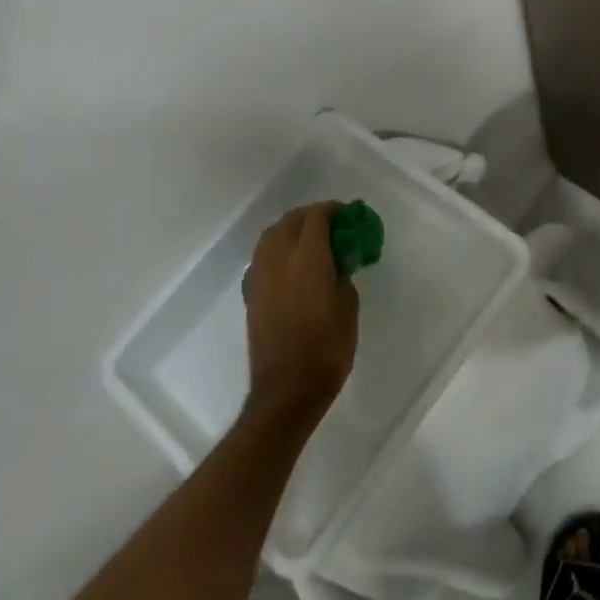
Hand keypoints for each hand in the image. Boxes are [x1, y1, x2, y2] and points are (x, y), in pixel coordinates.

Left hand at [242, 202, 359, 423]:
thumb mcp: (348, 305)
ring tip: (311, 242)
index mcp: (308, 257)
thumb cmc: (328, 347)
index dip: (333, 210)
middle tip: (332, 227)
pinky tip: (292, 264)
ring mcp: (260, 274)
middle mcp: (278, 258)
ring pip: (272, 235)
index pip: (316, 217)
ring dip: (291, 230)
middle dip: (312, 217)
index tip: (348, 215)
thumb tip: (336, 261)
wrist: (288, 388)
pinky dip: (278, 250)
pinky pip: (264, 256)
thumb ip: (342, 273)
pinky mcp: (251, 292)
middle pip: (291, 221)